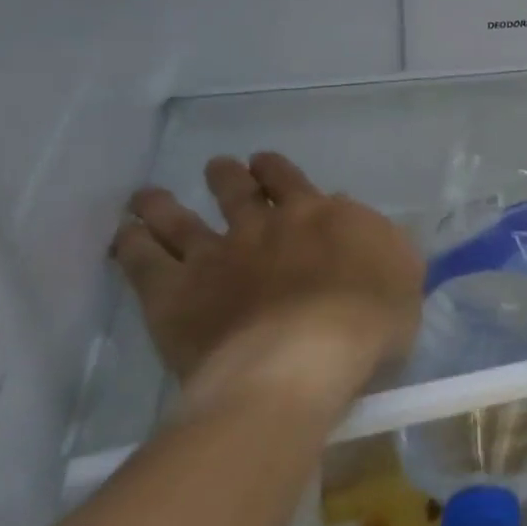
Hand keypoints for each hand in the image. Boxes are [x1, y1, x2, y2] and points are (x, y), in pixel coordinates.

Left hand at [111, 153, 421, 410]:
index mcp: (318, 215)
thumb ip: (377, 237)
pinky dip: (131, 245)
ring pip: (180, 220)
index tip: (263, 164)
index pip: (291, 181)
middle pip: (238, 190)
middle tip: (218, 169)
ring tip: (148, 197)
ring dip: (165, 205)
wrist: (302, 361)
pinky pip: (143, 262)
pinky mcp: (174, 295)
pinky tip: (123, 236)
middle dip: (227, 177)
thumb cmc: (369, 320)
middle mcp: (263, 225)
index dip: (275, 170)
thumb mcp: (402, 270)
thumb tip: (344, 213)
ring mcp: (214, 257)